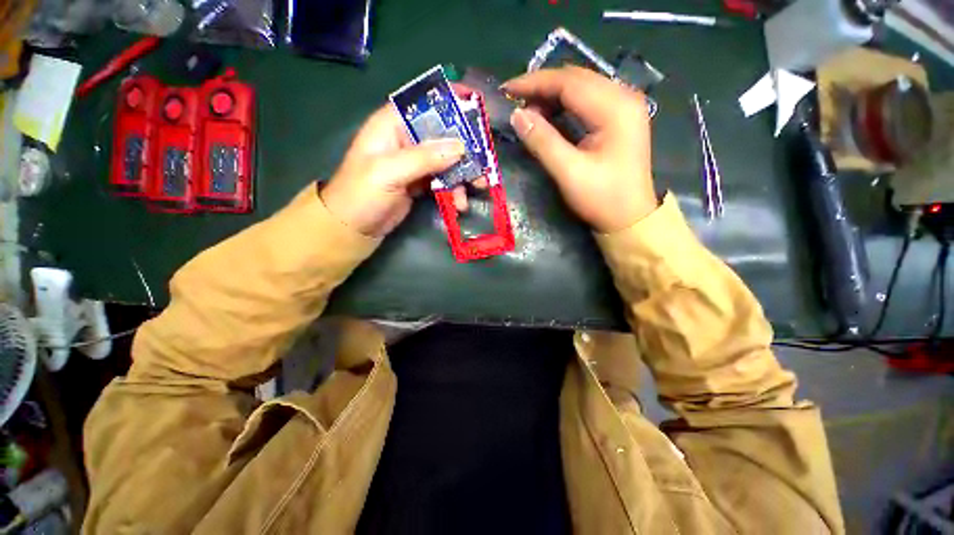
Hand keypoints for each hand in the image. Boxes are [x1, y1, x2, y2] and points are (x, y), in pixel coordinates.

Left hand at [320, 106, 465, 236]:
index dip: (450, 103)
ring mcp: (414, 164)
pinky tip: (459, 204)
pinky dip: (454, 190)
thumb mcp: (389, 172)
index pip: (424, 104)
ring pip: (446, 161)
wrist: (352, 228)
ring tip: (478, 188)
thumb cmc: (362, 194)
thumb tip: (461, 147)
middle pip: (442, 135)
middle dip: (466, 149)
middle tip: (485, 163)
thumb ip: (424, 158)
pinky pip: (443, 181)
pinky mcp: (419, 184)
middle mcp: (405, 140)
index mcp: (392, 125)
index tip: (477, 108)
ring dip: (463, 174)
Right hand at [503, 66, 657, 232]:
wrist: (630, 218)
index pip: (569, 82)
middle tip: (515, 101)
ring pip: (582, 87)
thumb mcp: (569, 172)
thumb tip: (517, 115)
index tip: (507, 90)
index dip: (535, 83)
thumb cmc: (602, 198)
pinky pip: (588, 100)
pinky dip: (565, 104)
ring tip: (528, 109)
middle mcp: (623, 97)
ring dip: (552, 94)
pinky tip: (549, 115)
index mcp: (615, 108)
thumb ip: (543, 141)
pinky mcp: (620, 118)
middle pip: (577, 79)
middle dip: (542, 86)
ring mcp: (624, 106)